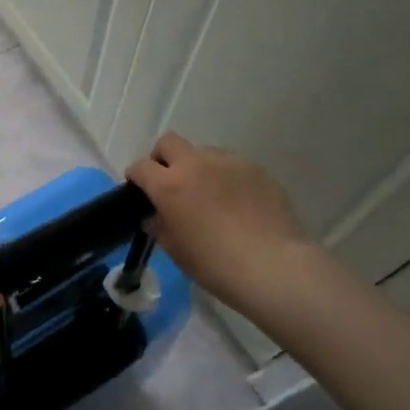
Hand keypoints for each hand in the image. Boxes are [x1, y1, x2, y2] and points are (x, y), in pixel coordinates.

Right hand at [126, 132, 317, 319]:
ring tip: (209, 194)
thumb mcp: (176, 250)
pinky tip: (236, 202)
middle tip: (170, 183)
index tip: (140, 191)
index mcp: (170, 185)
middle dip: (163, 158)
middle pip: (169, 142)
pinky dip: (225, 177)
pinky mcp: (256, 169)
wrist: (274, 267)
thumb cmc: (216, 264)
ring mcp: (229, 163)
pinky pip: (231, 164)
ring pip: (203, 152)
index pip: (141, 167)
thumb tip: (156, 215)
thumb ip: (160, 226)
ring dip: (197, 167)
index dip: (136, 177)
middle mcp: (196, 165)